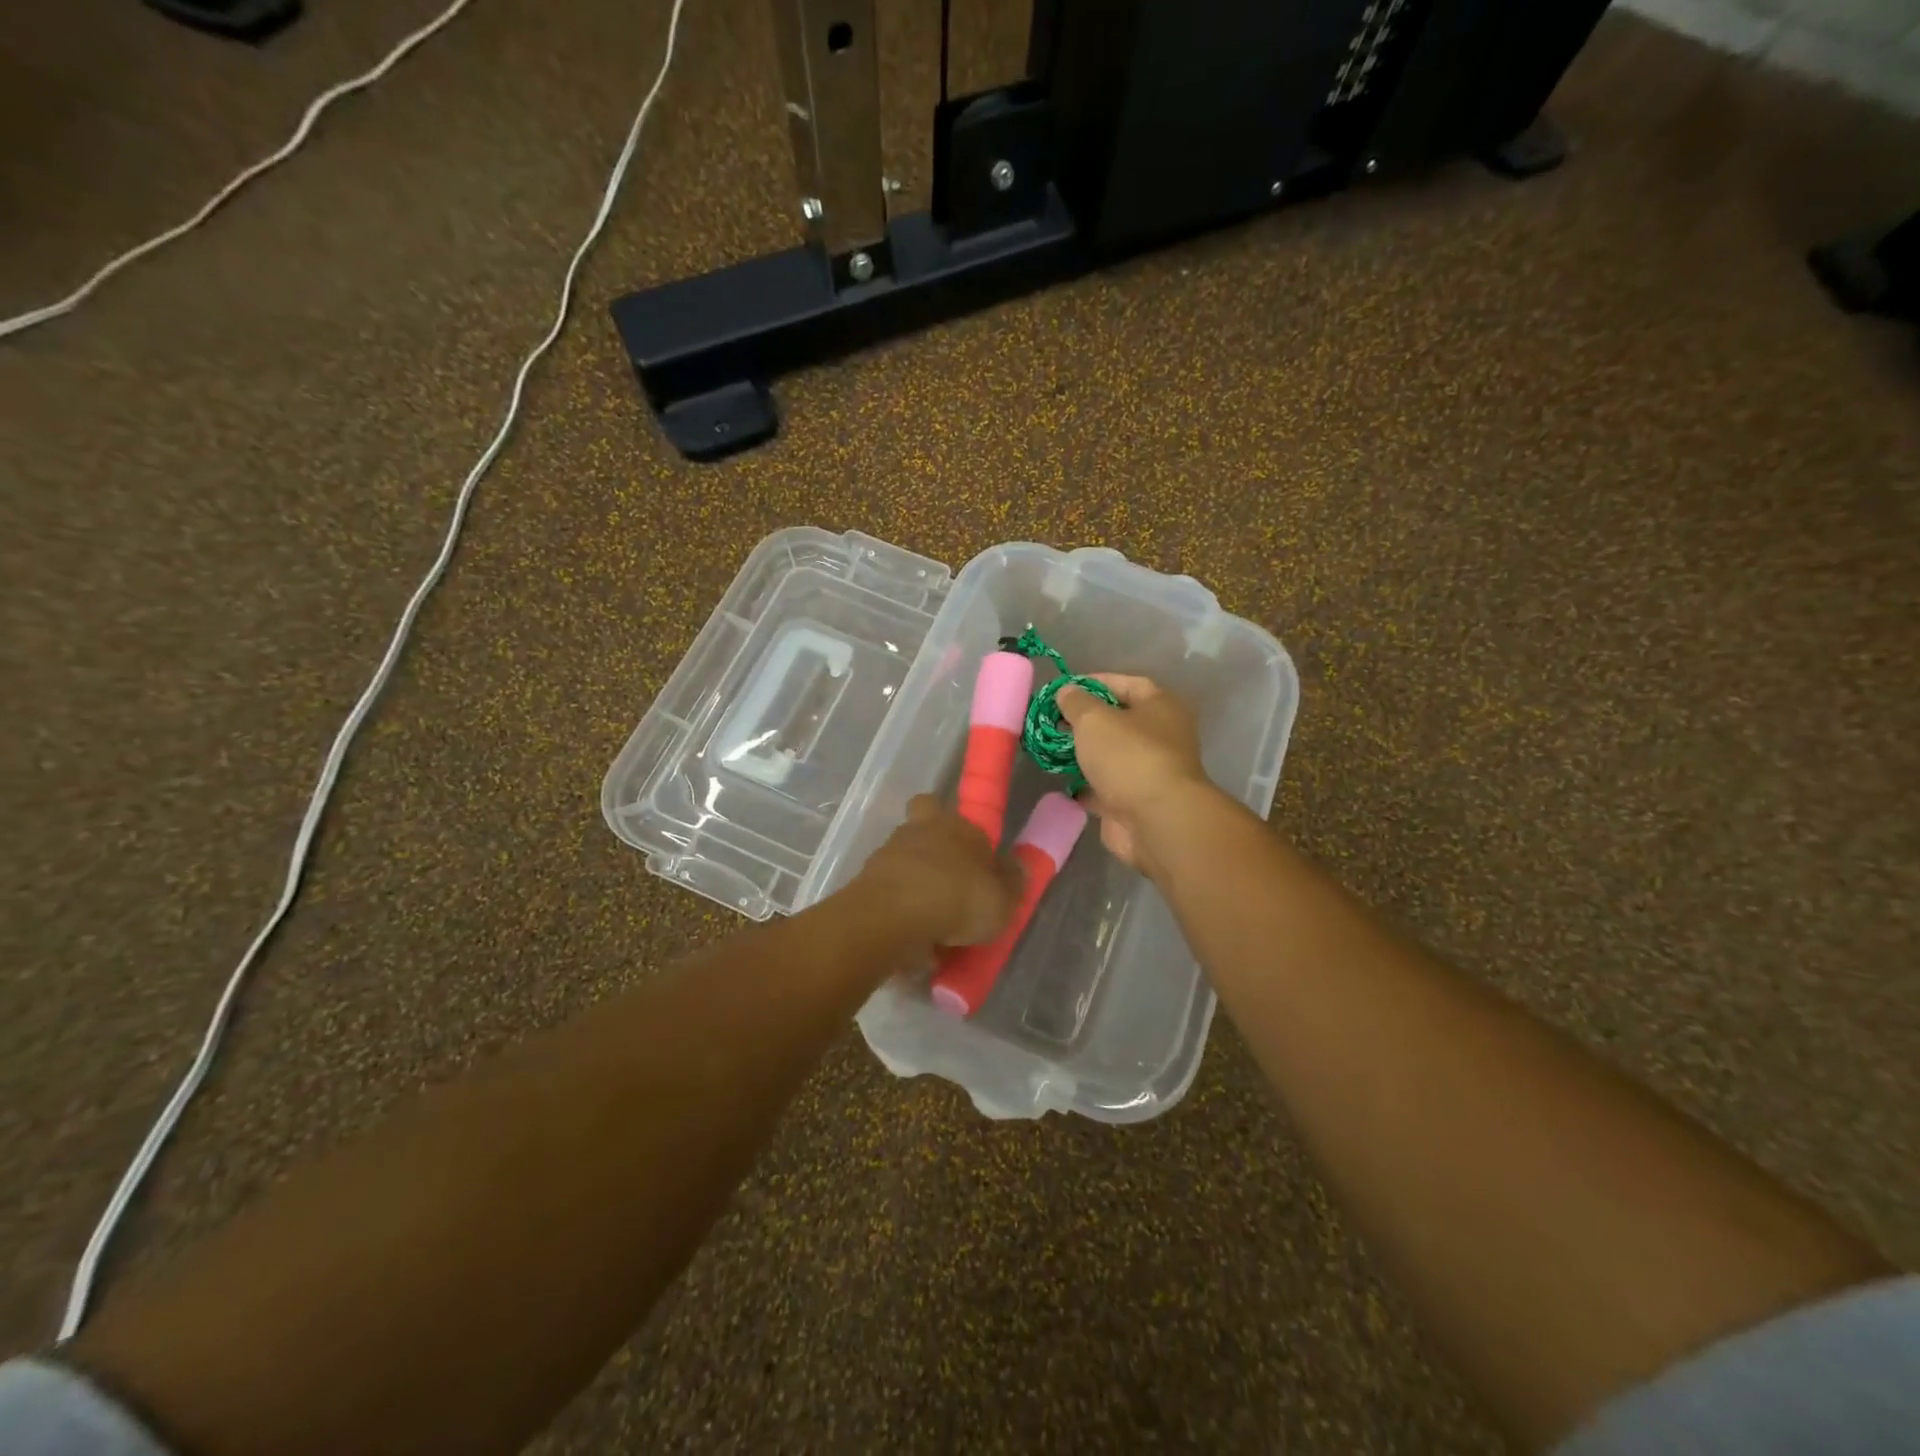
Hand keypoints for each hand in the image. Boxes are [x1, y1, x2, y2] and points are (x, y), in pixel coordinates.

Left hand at [854, 796, 1021, 946]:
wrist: (892, 916)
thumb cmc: (957, 897)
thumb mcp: (1002, 899)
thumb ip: (1012, 883)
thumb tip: (1016, 868)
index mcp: (956, 825)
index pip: (964, 821)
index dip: (971, 843)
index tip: (979, 870)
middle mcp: (920, 831)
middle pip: (925, 831)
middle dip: (934, 854)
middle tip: (950, 887)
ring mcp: (888, 855)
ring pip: (905, 865)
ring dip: (916, 888)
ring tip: (934, 929)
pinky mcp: (865, 883)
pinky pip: (889, 896)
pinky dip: (900, 914)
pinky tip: (914, 942)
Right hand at [1055, 675, 1217, 877]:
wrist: (1155, 821)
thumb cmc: (1129, 757)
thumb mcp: (1094, 719)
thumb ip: (1076, 703)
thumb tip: (1066, 692)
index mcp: (1160, 707)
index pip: (1127, 684)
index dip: (1094, 683)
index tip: (1063, 689)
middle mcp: (1160, 736)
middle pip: (1118, 721)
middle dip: (1083, 721)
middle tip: (1051, 722)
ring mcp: (1148, 772)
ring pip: (1109, 757)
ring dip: (1082, 755)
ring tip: (1049, 750)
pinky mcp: (1134, 803)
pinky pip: (1104, 788)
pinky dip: (1084, 786)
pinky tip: (1060, 782)